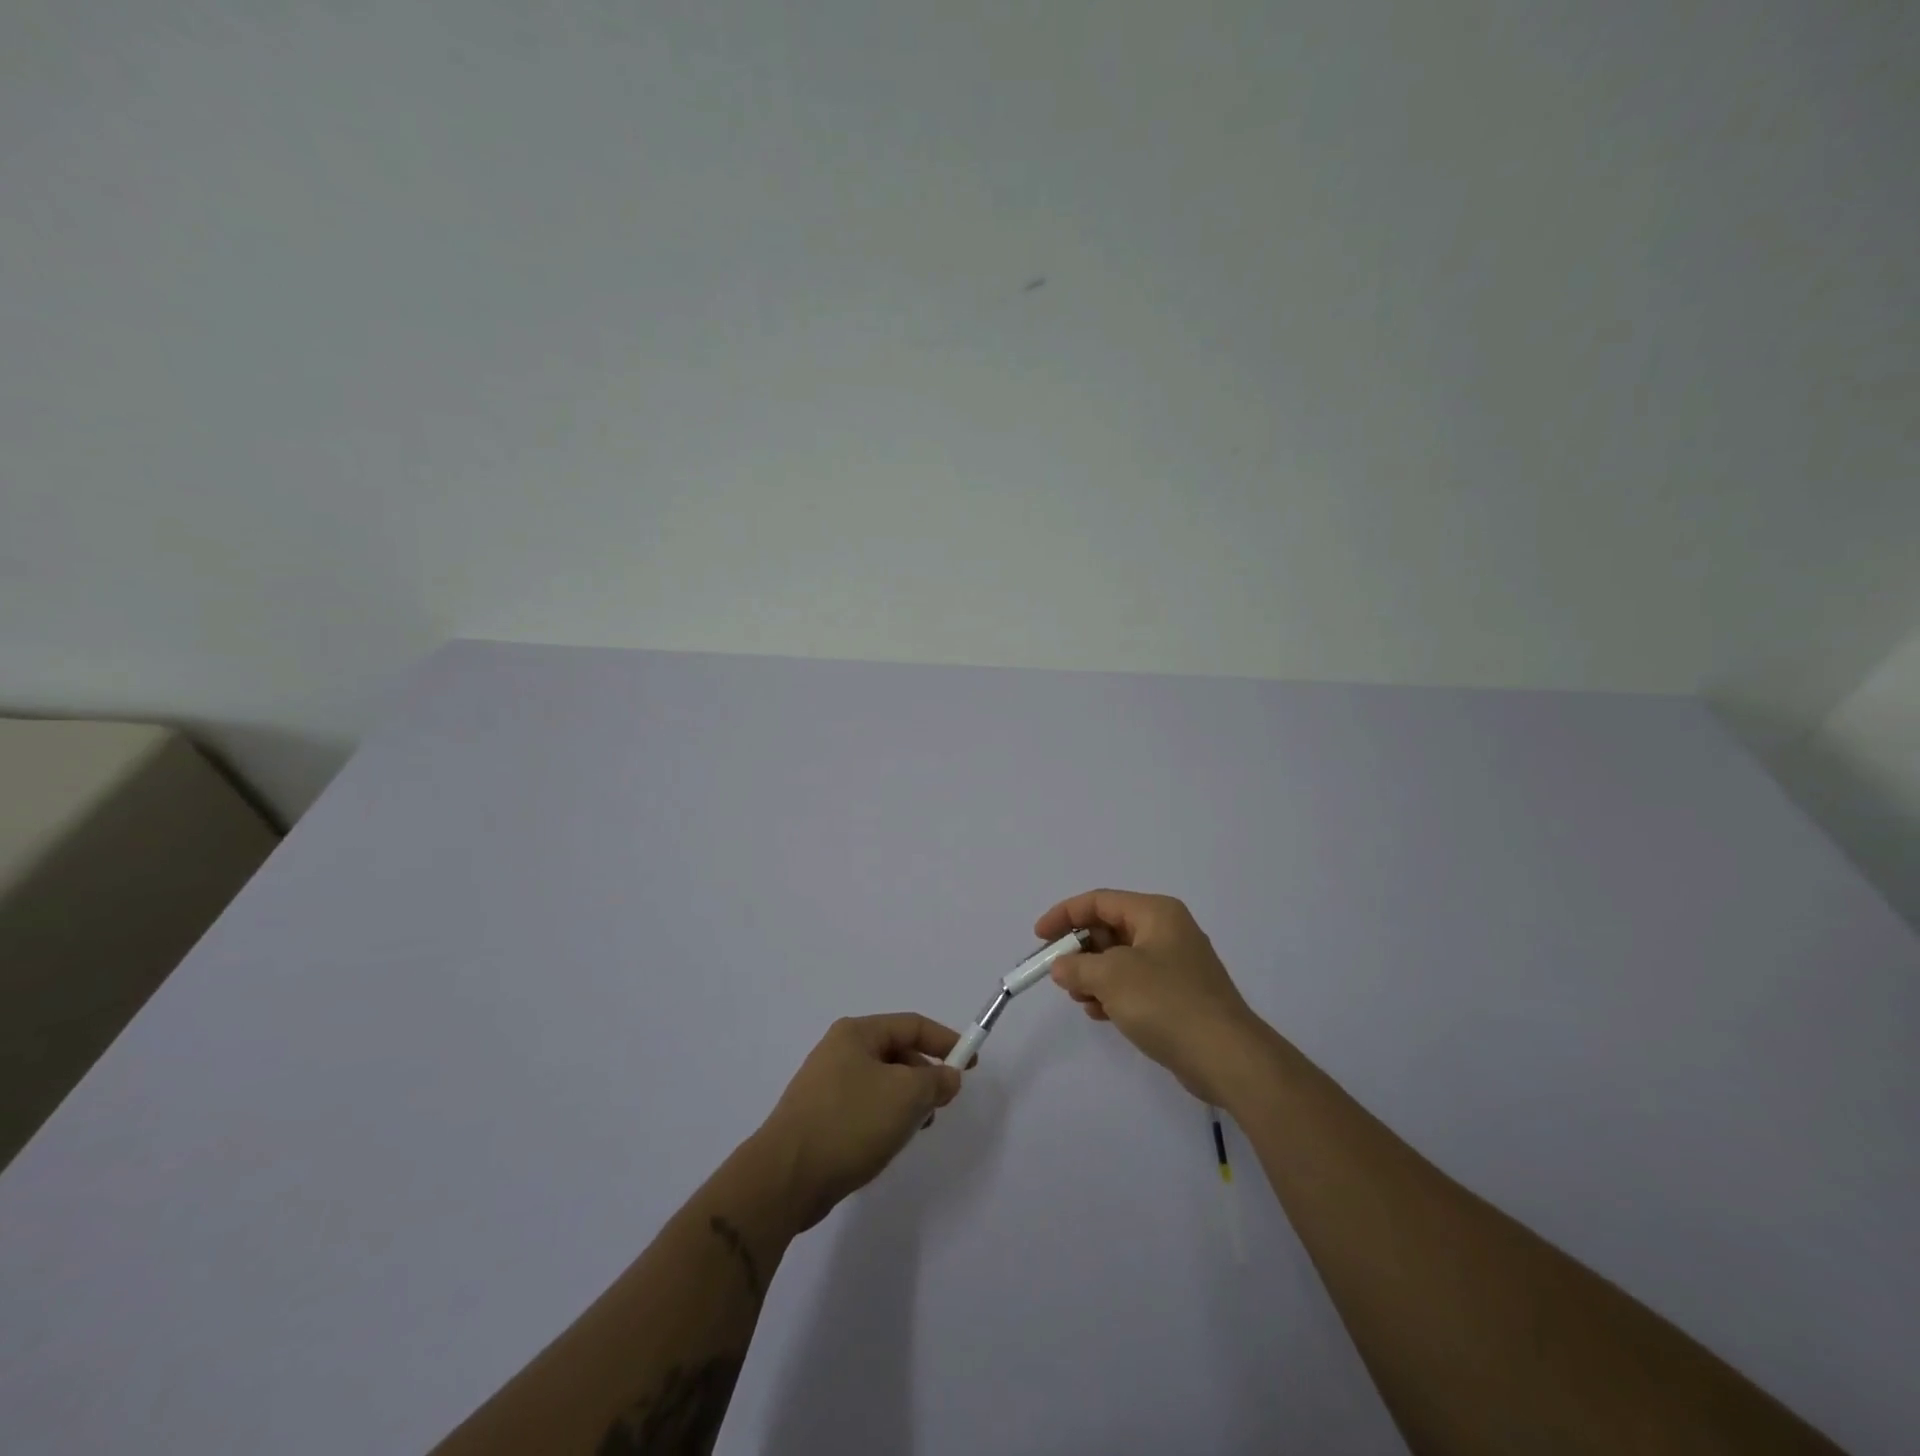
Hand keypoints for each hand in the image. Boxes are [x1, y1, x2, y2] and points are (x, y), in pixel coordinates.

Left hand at [755, 1013, 963, 1230]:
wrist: (785, 1178)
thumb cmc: (849, 1123)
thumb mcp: (905, 1095)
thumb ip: (935, 1081)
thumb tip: (948, 1076)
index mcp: (856, 1033)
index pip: (912, 1025)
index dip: (945, 1041)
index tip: (971, 1064)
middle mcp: (839, 1050)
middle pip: (896, 1053)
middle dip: (924, 1076)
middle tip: (942, 1104)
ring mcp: (825, 1084)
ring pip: (882, 1083)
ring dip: (905, 1102)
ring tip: (915, 1129)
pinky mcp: (819, 1117)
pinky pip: (864, 1107)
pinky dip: (884, 1119)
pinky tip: (887, 1144)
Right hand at [1038, 889, 1268, 1105]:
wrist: (1226, 1057)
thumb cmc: (1166, 1002)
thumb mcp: (1111, 977)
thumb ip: (1077, 966)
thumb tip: (1061, 966)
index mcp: (1156, 913)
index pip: (1100, 901)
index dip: (1064, 915)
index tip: (1038, 937)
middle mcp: (1167, 931)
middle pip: (1109, 928)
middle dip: (1079, 949)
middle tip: (1056, 973)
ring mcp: (1175, 964)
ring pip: (1120, 958)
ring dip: (1093, 974)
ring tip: (1078, 998)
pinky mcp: (1178, 995)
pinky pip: (1134, 983)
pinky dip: (1112, 993)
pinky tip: (1098, 1013)